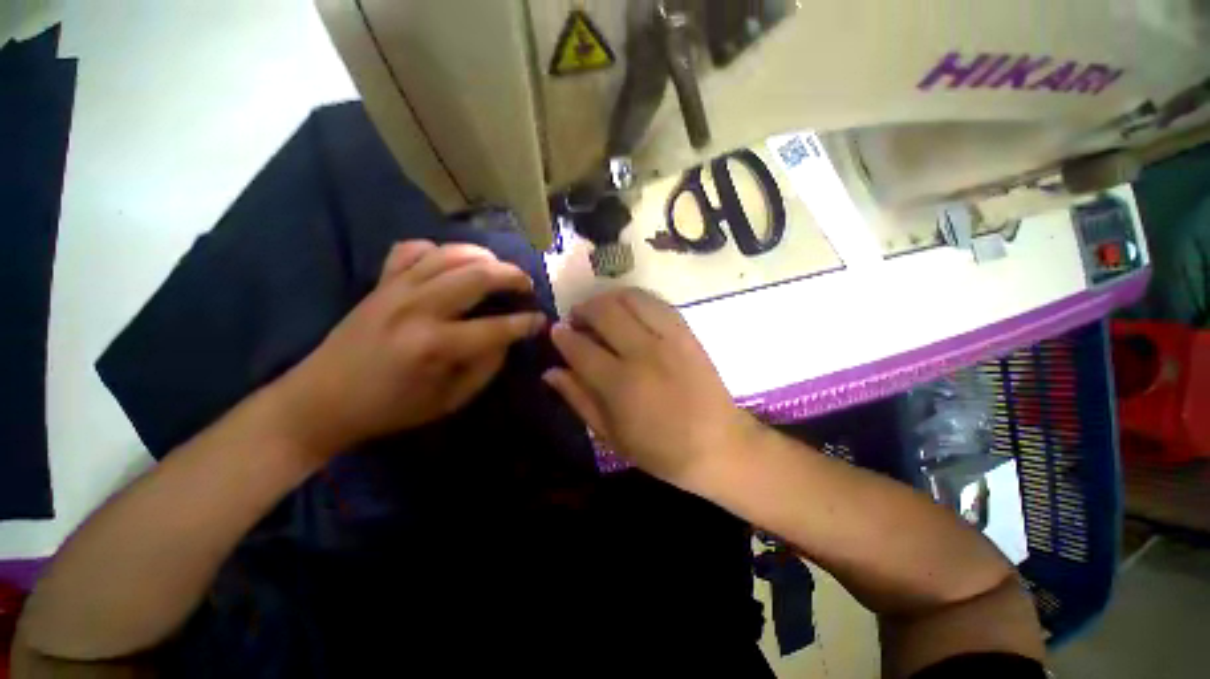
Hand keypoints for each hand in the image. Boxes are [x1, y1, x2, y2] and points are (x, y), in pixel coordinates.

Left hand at [270, 240, 545, 457]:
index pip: (496, 327)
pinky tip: (450, 262)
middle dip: (512, 276)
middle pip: (478, 276)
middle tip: (527, 284)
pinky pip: (412, 249)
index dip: (526, 323)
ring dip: (484, 257)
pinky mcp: (380, 282)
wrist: (320, 400)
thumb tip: (506, 339)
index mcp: (435, 345)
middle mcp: (418, 308)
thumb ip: (485, 367)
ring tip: (499, 268)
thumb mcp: (449, 401)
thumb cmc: (390, 408)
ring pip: (450, 254)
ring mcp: (396, 289)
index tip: (541, 320)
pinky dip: (438, 250)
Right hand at [543, 288, 757, 487]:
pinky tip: (629, 310)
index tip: (556, 331)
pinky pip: (656, 302)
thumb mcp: (611, 435)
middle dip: (583, 309)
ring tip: (601, 310)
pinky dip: (636, 299)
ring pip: (629, 298)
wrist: (719, 444)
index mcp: (619, 384)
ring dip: (607, 298)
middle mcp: (642, 353)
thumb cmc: (660, 450)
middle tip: (577, 319)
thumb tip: (550, 371)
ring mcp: (668, 338)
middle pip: (603, 312)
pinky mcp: (687, 332)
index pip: (579, 347)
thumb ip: (578, 399)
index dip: (562, 335)